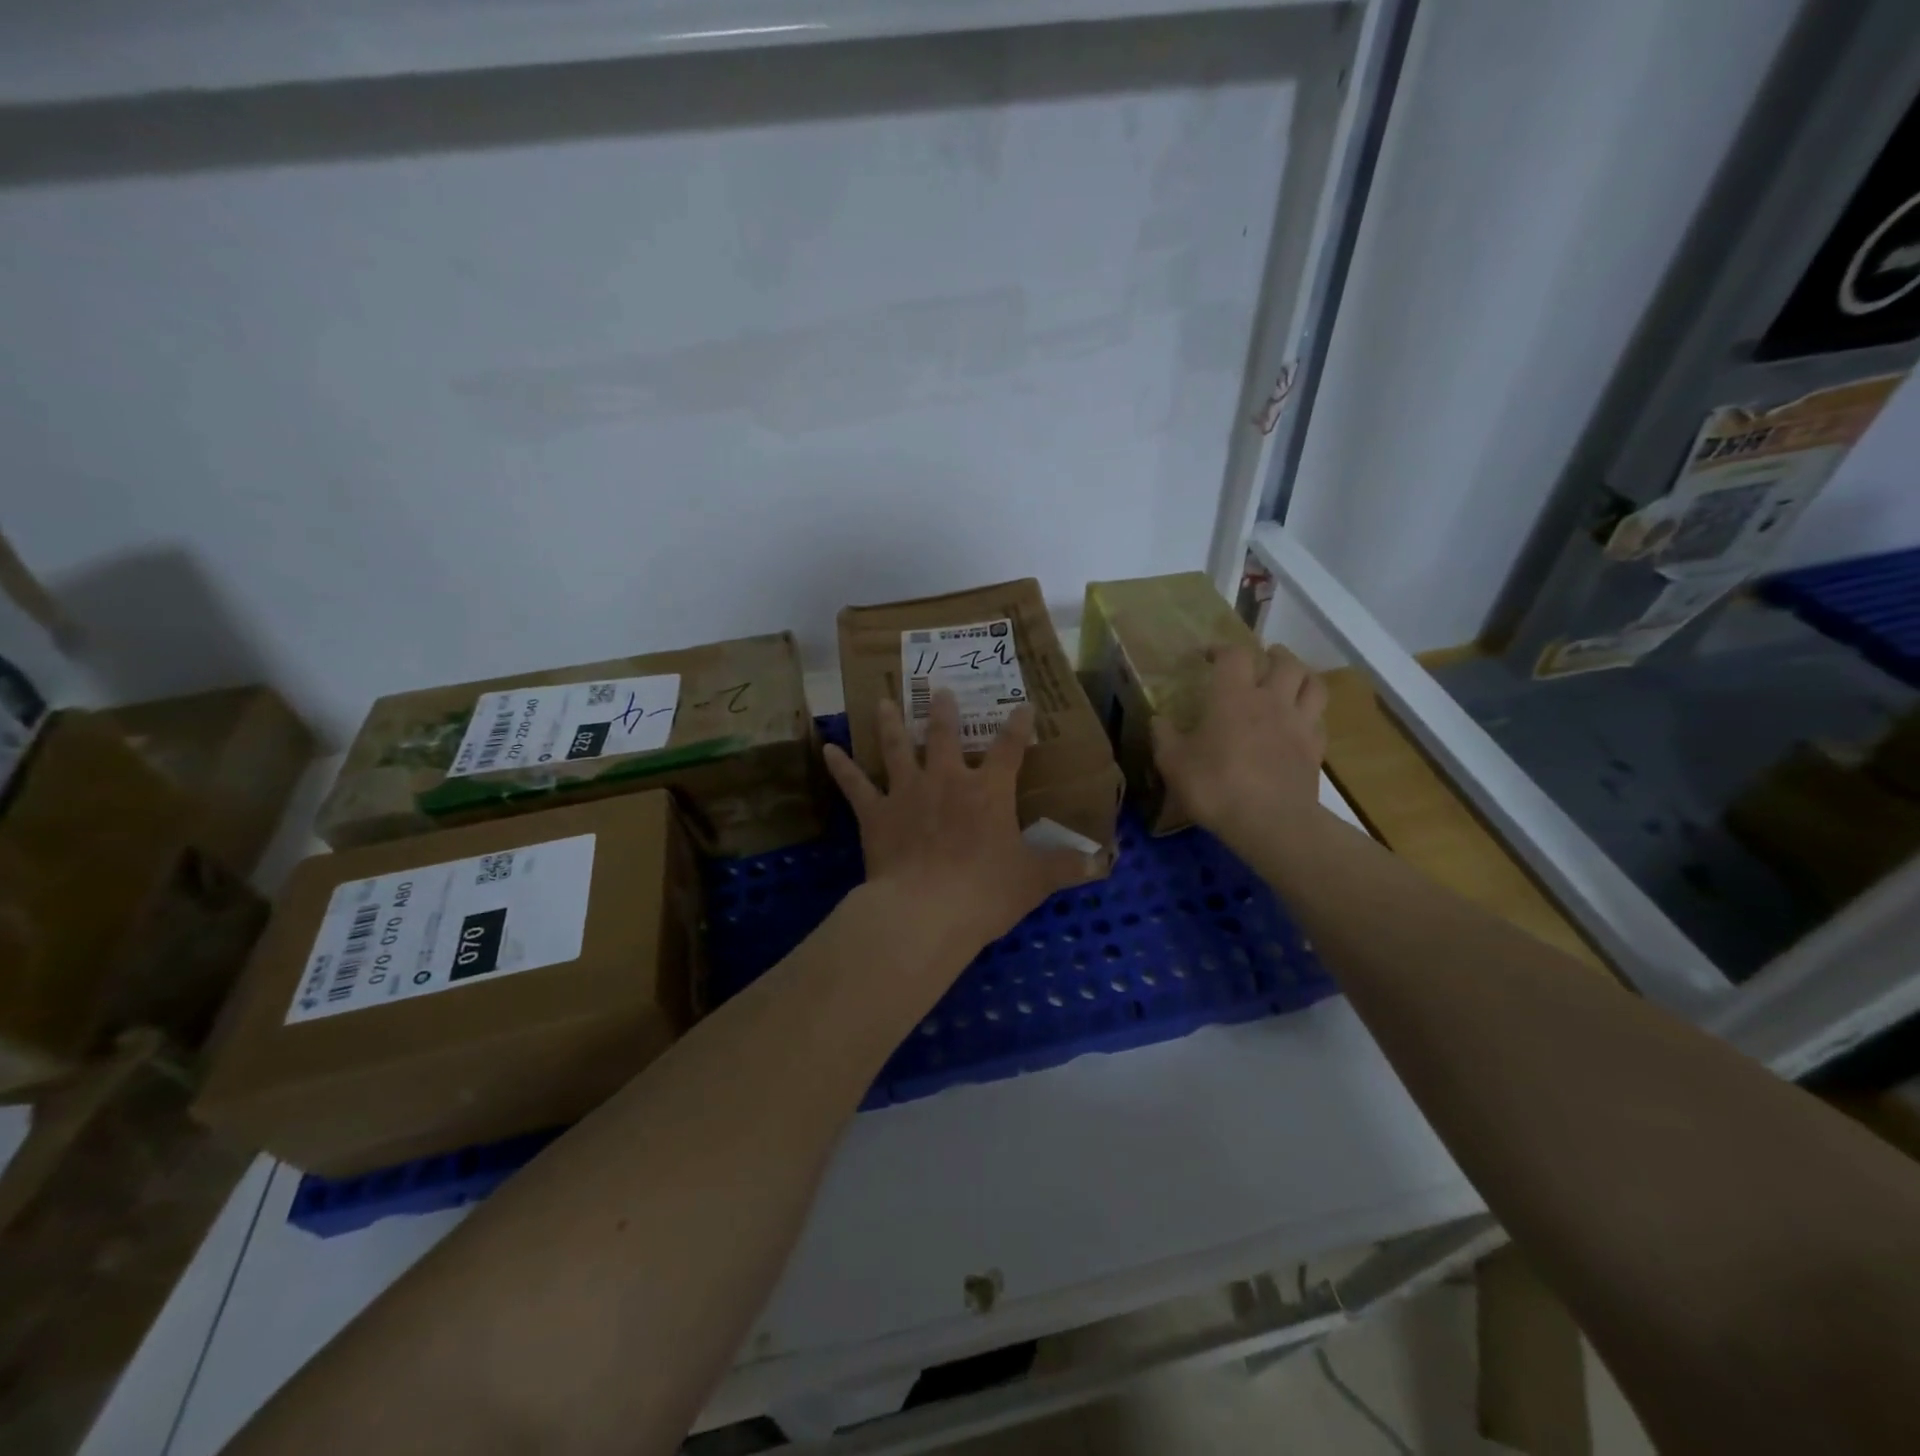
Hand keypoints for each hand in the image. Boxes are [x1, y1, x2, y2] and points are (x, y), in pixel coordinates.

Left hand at [822, 692, 1098, 962]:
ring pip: (897, 747)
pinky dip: (840, 766)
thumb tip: (1104, 863)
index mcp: (988, 791)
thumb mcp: (1034, 880)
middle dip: (945, 711)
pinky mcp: (875, 813)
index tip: (1023, 705)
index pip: (1010, 748)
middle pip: (945, 735)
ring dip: (891, 722)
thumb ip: (1067, 867)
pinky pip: (854, 784)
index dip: (1019, 725)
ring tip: (882, 700)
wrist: (925, 911)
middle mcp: (946, 780)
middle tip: (939, 688)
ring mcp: (907, 792)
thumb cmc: (985, 892)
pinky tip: (827, 748)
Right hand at [1150, 645, 1327, 854]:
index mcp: (1233, 696)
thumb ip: (1164, 737)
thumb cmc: (1215, 786)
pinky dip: (1311, 712)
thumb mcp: (1173, 763)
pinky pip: (1319, 719)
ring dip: (1301, 674)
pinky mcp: (1315, 749)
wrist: (1270, 822)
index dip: (1222, 649)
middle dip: (1272, 655)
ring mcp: (1299, 723)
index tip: (1208, 656)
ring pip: (1313, 684)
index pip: (1234, 655)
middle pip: (1284, 662)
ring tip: (1291, 677)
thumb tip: (1158, 720)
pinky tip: (1301, 720)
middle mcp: (1271, 700)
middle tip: (1261, 658)